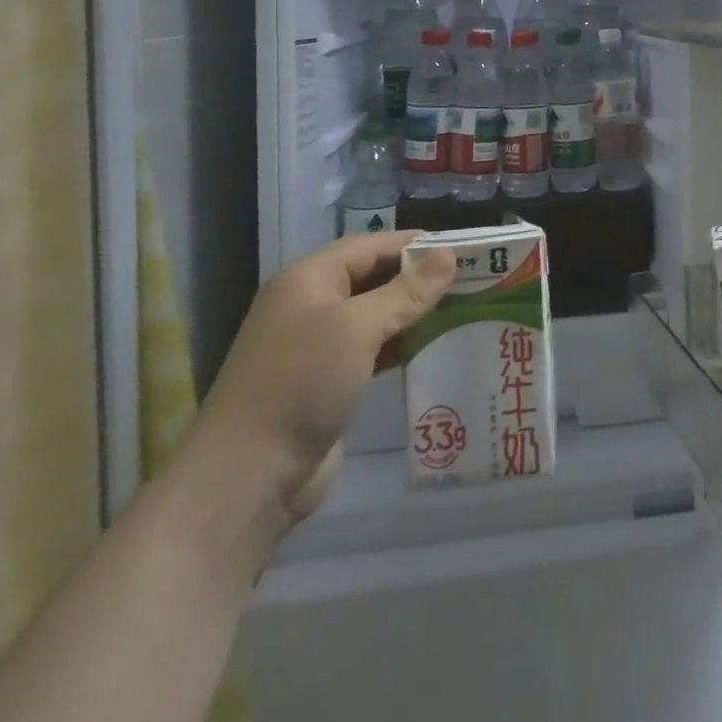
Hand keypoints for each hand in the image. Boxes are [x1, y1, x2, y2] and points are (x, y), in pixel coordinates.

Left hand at [183, 231, 455, 532]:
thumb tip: (448, 256)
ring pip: (376, 315)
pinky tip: (435, 348)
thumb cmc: (302, 383)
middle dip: (420, 278)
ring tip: (464, 309)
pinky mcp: (328, 381)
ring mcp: (318, 346)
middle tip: (472, 279)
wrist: (248, 476)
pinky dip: (402, 345)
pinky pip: (373, 350)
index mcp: (310, 279)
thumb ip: (406, 291)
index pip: (372, 245)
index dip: (417, 244)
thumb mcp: (357, 328)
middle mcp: (312, 304)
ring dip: (414, 313)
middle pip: (375, 277)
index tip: (465, 249)